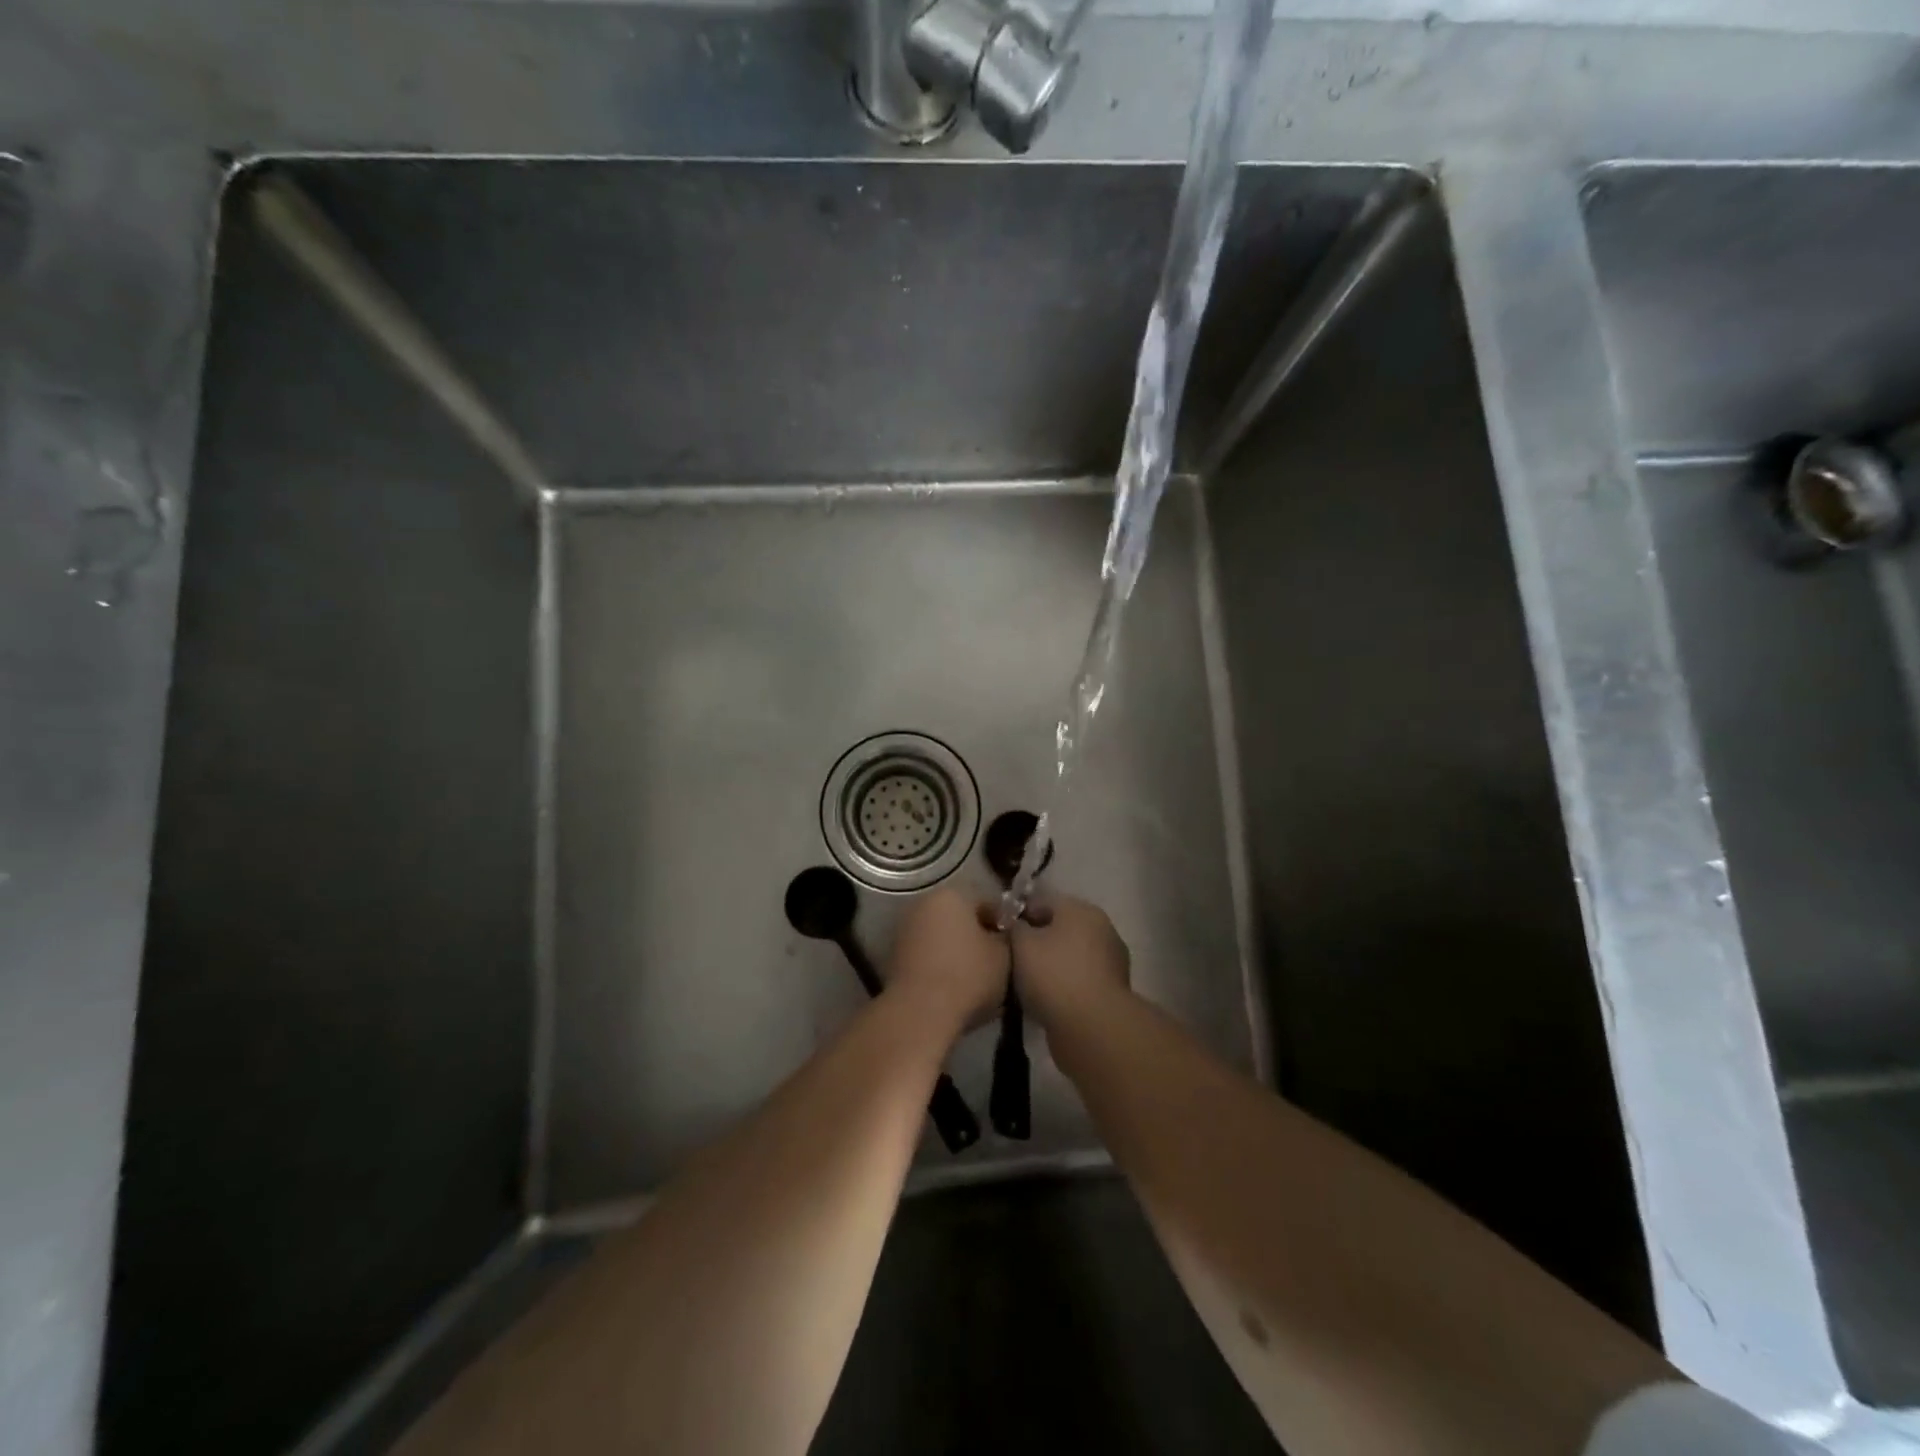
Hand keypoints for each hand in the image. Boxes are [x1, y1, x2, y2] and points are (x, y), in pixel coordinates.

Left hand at [885, 888, 1009, 1034]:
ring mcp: (905, 929)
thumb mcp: (1004, 955)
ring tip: (976, 979)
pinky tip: (953, 987)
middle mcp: (924, 903)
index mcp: (952, 894)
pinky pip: (927, 955)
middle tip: (997, 963)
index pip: (987, 904)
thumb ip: (1006, 939)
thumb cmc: (968, 976)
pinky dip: (940, 965)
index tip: (1014, 947)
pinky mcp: (894, 956)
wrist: (920, 1013)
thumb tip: (1001, 936)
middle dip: (978, 937)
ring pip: (942, 937)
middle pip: (961, 918)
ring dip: (957, 952)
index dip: (1004, 925)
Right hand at [1009, 894, 1130, 1026]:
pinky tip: (1044, 1001)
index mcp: (1081, 909)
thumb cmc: (1053, 975)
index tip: (1000, 934)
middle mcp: (1101, 928)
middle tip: (1010, 959)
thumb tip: (1017, 926)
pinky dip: (1062, 987)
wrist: (1092, 1029)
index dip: (1017, 915)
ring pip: (1068, 956)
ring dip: (1049, 966)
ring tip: (1024, 985)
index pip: (1042, 902)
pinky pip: (1078, 980)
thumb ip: (1014, 927)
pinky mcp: (1111, 992)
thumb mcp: (1021, 943)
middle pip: (1058, 929)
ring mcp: (1110, 961)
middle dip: (1035, 941)